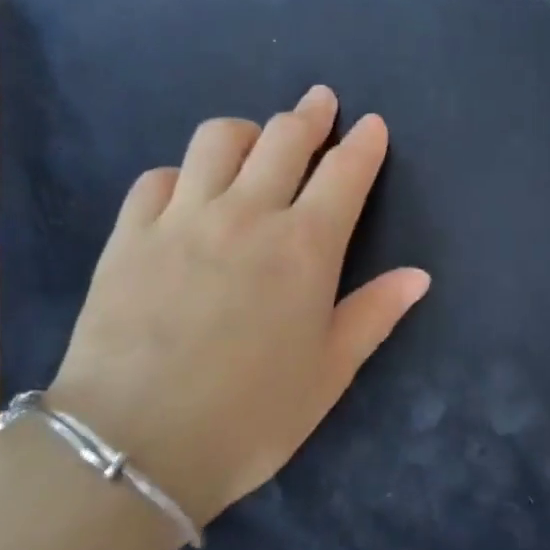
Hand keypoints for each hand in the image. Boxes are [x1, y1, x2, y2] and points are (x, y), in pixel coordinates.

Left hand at [46, 86, 429, 527]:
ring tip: (254, 141)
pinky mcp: (131, 233)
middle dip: (310, 114)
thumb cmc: (250, 417)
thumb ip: (374, 315)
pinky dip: (182, 174)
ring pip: (218, 139)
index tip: (372, 124)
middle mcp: (248, 214)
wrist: (135, 445)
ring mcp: (183, 217)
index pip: (345, 173)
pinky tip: (187, 191)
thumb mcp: (328, 374)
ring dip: (246, 131)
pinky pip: (158, 178)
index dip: (364, 143)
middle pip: (284, 139)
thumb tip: (418, 276)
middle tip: (320, 103)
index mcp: (305, 247)